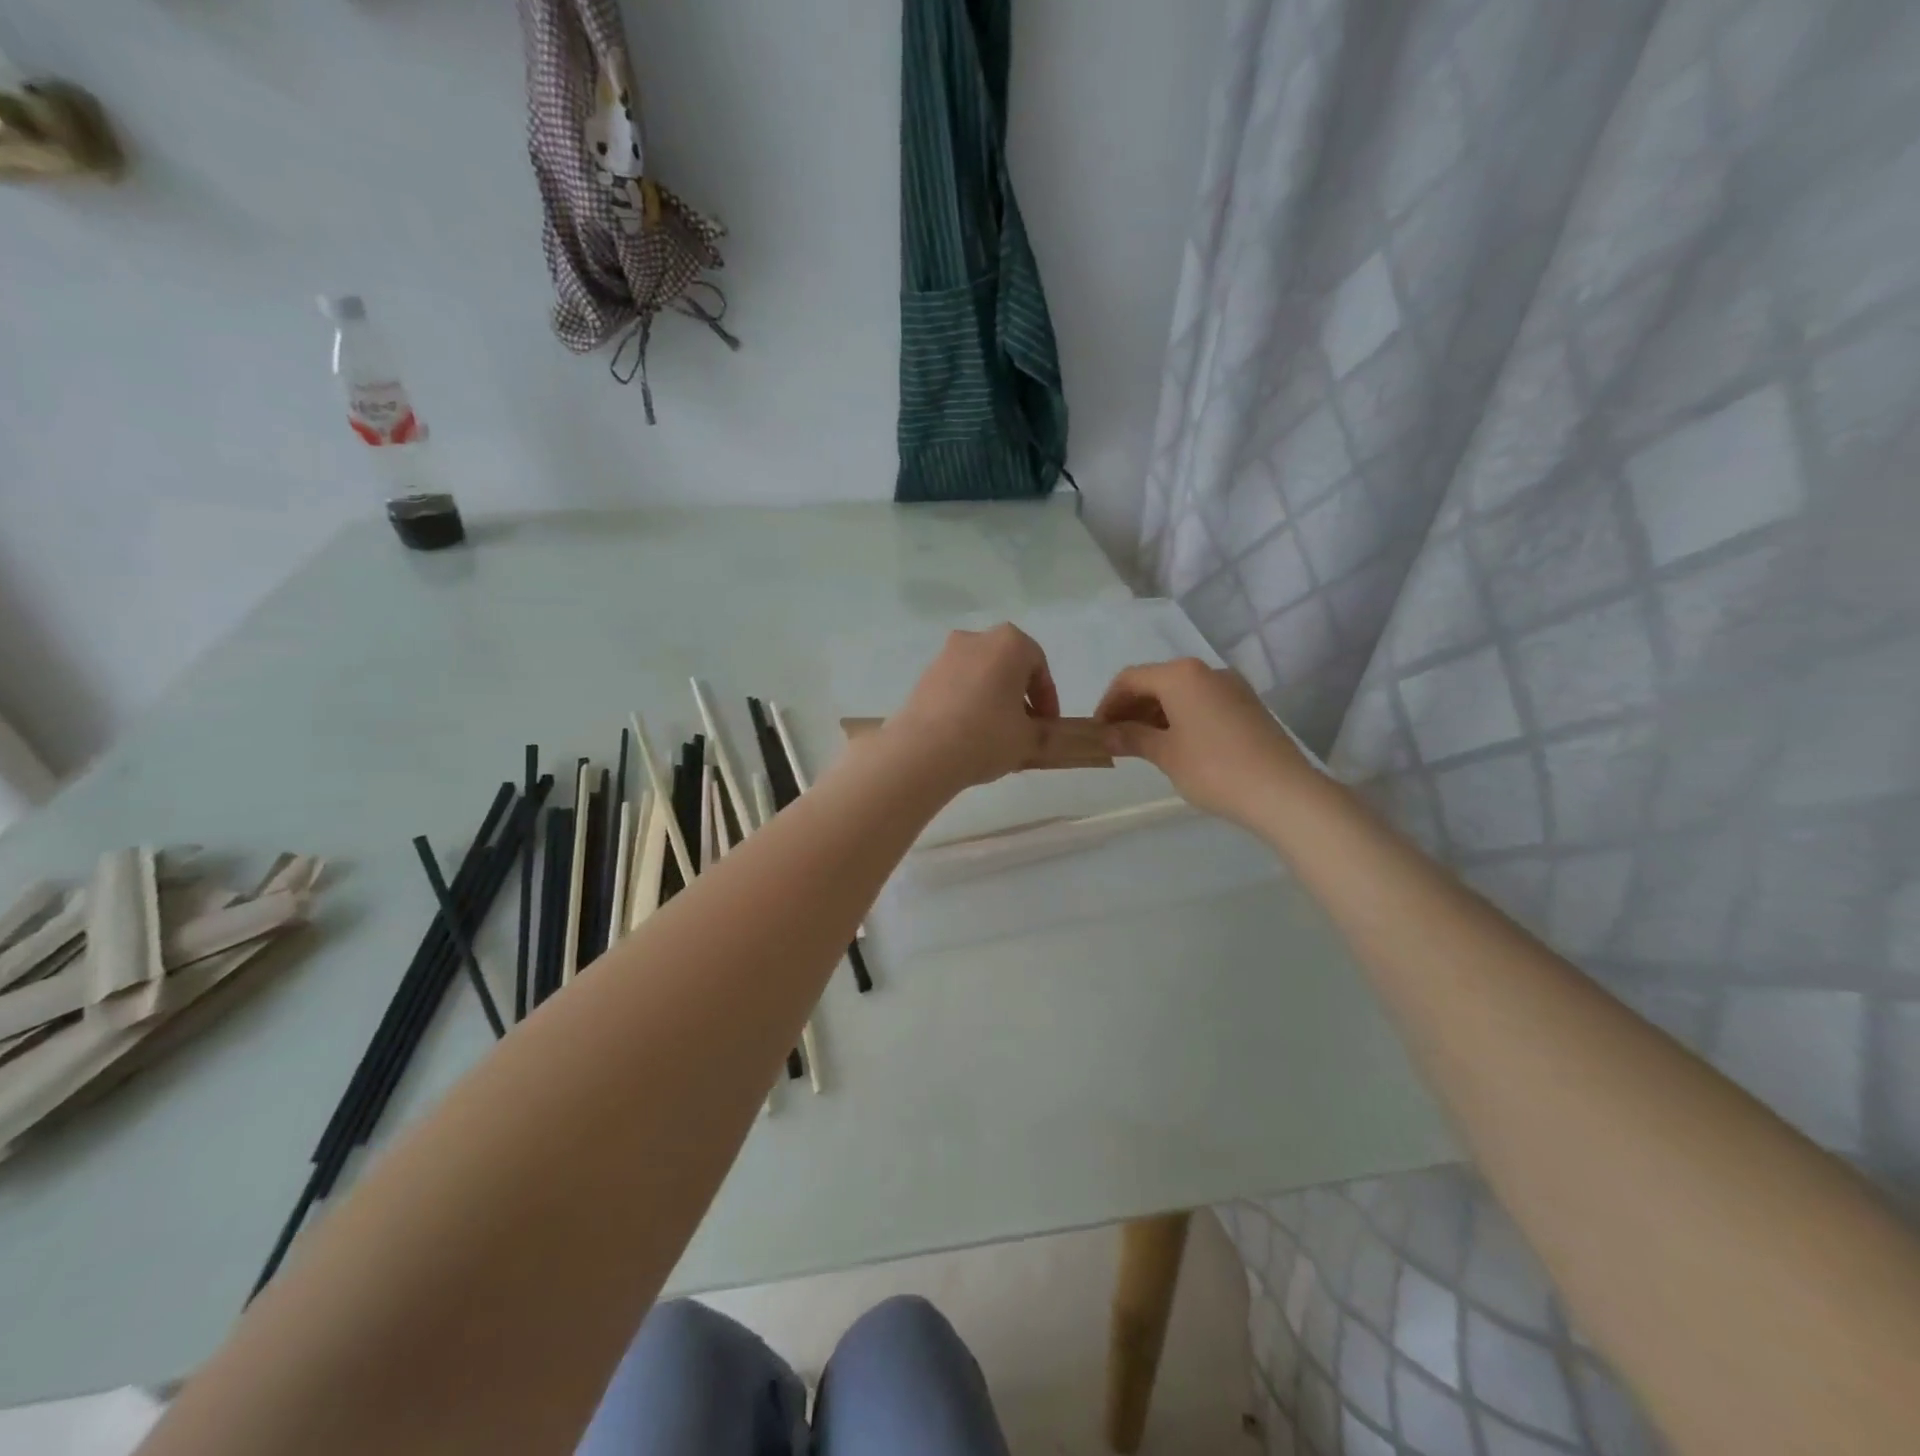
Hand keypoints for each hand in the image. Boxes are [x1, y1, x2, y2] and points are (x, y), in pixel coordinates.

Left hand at [886, 625, 1060, 789]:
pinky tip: (968, 733)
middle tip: (1024, 727)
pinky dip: (967, 703)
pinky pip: (956, 686)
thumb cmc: (987, 735)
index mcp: (1009, 643)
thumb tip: (1045, 735)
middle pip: (1007, 666)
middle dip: (1018, 695)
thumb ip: (1044, 733)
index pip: (1039, 667)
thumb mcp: (1028, 740)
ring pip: (980, 675)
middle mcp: (976, 639)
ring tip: (996, 734)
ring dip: (992, 698)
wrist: (922, 751)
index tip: (1048, 725)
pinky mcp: (923, 677)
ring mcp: (945, 655)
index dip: (1047, 699)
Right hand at [1095, 658, 1310, 828]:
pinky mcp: (1247, 705)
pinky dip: (1180, 717)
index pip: (1130, 678)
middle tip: (1116, 739)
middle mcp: (1206, 671)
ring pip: (1180, 692)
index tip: (1097, 730)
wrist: (1283, 792)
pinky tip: (1176, 745)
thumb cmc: (1214, 769)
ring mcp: (1231, 687)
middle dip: (1131, 707)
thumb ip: (1132, 737)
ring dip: (1155, 714)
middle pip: (1156, 681)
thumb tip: (1105, 734)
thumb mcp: (1165, 754)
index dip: (1108, 703)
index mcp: (1181, 675)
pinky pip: (1202, 702)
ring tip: (1143, 746)